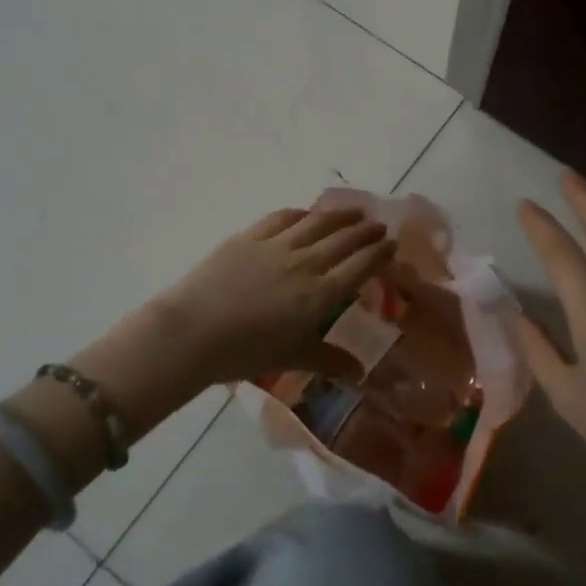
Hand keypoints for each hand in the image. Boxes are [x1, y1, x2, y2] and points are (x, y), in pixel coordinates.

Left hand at [150, 207, 396, 387]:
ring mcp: (276, 246)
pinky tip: (305, 214)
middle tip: (378, 226)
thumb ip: (329, 360)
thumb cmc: (245, 352)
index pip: (360, 266)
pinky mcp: (248, 237)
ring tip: (353, 211)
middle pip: (344, 239)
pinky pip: (281, 218)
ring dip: (339, 215)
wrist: (193, 331)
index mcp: (320, 294)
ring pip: (316, 222)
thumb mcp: (292, 358)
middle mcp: (305, 263)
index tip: (392, 244)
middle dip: (366, 231)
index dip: (380, 253)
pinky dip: (300, 214)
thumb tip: (361, 373)